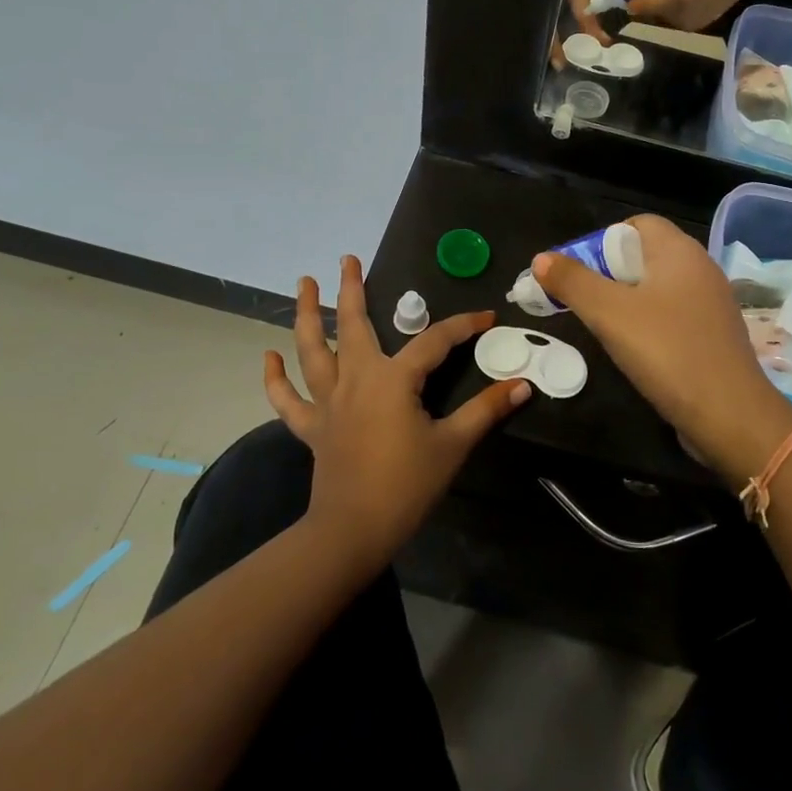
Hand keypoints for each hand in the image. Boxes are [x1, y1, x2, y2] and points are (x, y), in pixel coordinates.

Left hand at [264, 257, 530, 570]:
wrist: (353, 531)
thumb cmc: (406, 485)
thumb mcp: (453, 445)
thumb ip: (486, 410)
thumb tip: (523, 385)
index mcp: (394, 379)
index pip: (435, 341)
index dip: (463, 326)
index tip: (486, 318)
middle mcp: (357, 378)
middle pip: (352, 325)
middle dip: (350, 289)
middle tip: (346, 259)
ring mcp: (329, 402)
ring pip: (313, 350)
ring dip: (307, 315)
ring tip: (303, 284)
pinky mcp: (312, 427)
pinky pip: (288, 400)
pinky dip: (276, 379)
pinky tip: (268, 356)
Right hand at [531, 216, 791, 483]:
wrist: (730, 416)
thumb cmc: (667, 352)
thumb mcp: (609, 314)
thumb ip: (573, 282)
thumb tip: (542, 258)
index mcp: (680, 251)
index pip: (637, 223)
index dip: (603, 240)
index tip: (579, 271)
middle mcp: (700, 268)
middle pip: (645, 254)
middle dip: (609, 272)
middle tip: (584, 301)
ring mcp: (711, 303)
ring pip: (658, 287)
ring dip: (626, 300)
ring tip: (604, 326)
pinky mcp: (714, 334)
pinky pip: (673, 314)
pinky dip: (649, 322)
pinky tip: (636, 349)